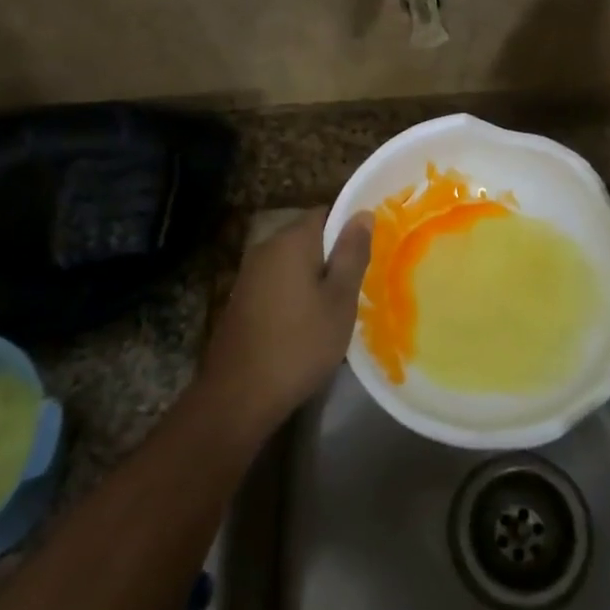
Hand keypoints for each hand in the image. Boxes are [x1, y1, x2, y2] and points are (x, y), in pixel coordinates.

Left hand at [201, 208, 372, 430]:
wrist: (239, 395)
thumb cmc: (300, 343)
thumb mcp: (340, 299)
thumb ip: (352, 253)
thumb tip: (362, 214)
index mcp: (291, 240)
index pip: (326, 213)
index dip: (350, 228)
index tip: (370, 252)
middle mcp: (266, 248)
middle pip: (308, 237)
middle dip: (333, 255)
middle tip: (360, 283)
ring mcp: (249, 274)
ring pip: (293, 262)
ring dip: (315, 277)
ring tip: (339, 305)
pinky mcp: (242, 300)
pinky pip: (278, 282)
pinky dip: (296, 293)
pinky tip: (309, 321)